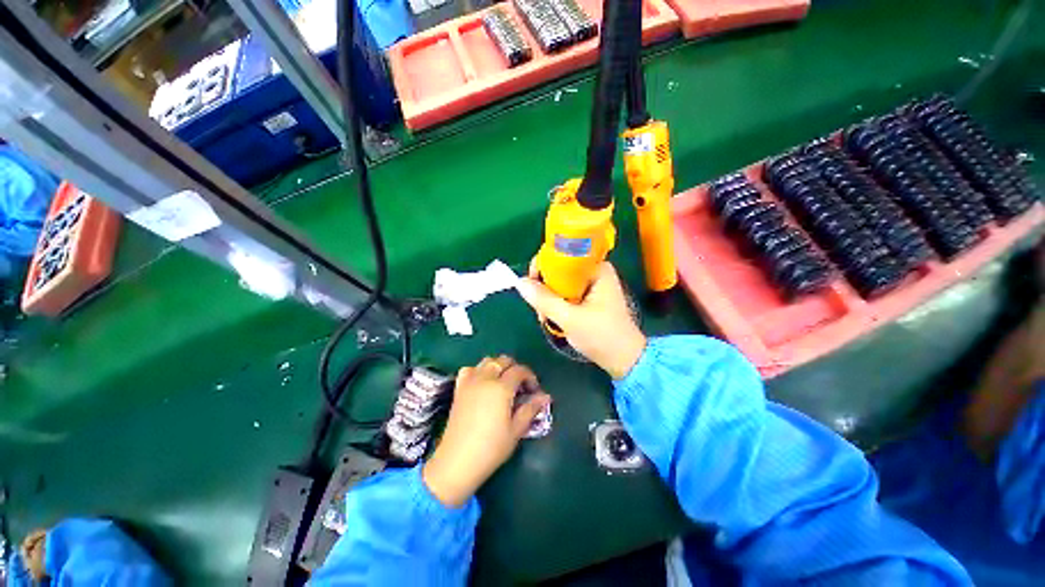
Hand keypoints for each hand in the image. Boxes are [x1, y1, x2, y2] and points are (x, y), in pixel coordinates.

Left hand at [422, 356, 550, 506]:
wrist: (457, 461)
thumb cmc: (491, 448)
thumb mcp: (516, 430)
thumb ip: (531, 409)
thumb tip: (545, 396)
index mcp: (501, 388)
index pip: (519, 370)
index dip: (530, 377)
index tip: (534, 390)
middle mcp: (485, 378)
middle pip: (503, 361)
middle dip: (515, 369)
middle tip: (521, 386)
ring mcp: (470, 382)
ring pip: (487, 361)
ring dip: (498, 366)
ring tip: (503, 382)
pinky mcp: (459, 389)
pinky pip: (469, 369)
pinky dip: (478, 370)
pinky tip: (482, 383)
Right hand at [516, 261, 646, 379]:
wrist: (624, 360)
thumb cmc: (601, 337)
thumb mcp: (569, 319)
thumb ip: (543, 299)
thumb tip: (519, 282)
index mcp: (596, 268)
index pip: (562, 255)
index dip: (542, 268)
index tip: (533, 287)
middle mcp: (594, 271)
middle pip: (559, 269)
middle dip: (545, 288)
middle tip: (541, 310)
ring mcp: (592, 284)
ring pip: (559, 282)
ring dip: (549, 299)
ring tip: (547, 318)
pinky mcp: (589, 296)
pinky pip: (565, 292)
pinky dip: (557, 304)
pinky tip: (555, 319)